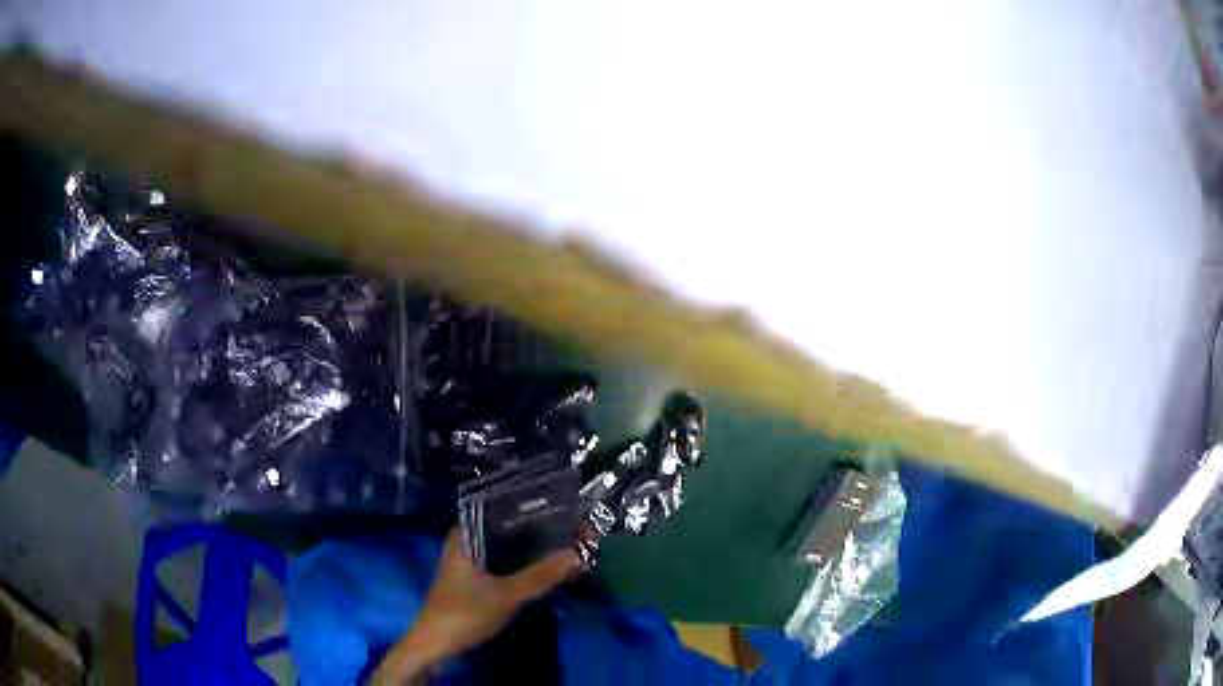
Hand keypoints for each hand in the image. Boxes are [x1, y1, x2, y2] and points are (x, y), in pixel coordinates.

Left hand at [373, 529, 580, 684]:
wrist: (436, 646)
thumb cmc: (464, 613)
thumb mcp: (505, 595)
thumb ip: (539, 575)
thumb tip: (577, 553)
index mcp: (465, 534)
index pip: (504, 509)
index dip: (538, 510)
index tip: (569, 511)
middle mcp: (467, 541)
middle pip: (511, 529)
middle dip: (543, 532)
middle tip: (579, 532)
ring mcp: (472, 561)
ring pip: (511, 549)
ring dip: (537, 551)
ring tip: (572, 547)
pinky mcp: (478, 579)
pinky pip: (508, 565)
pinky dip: (528, 566)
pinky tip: (551, 569)